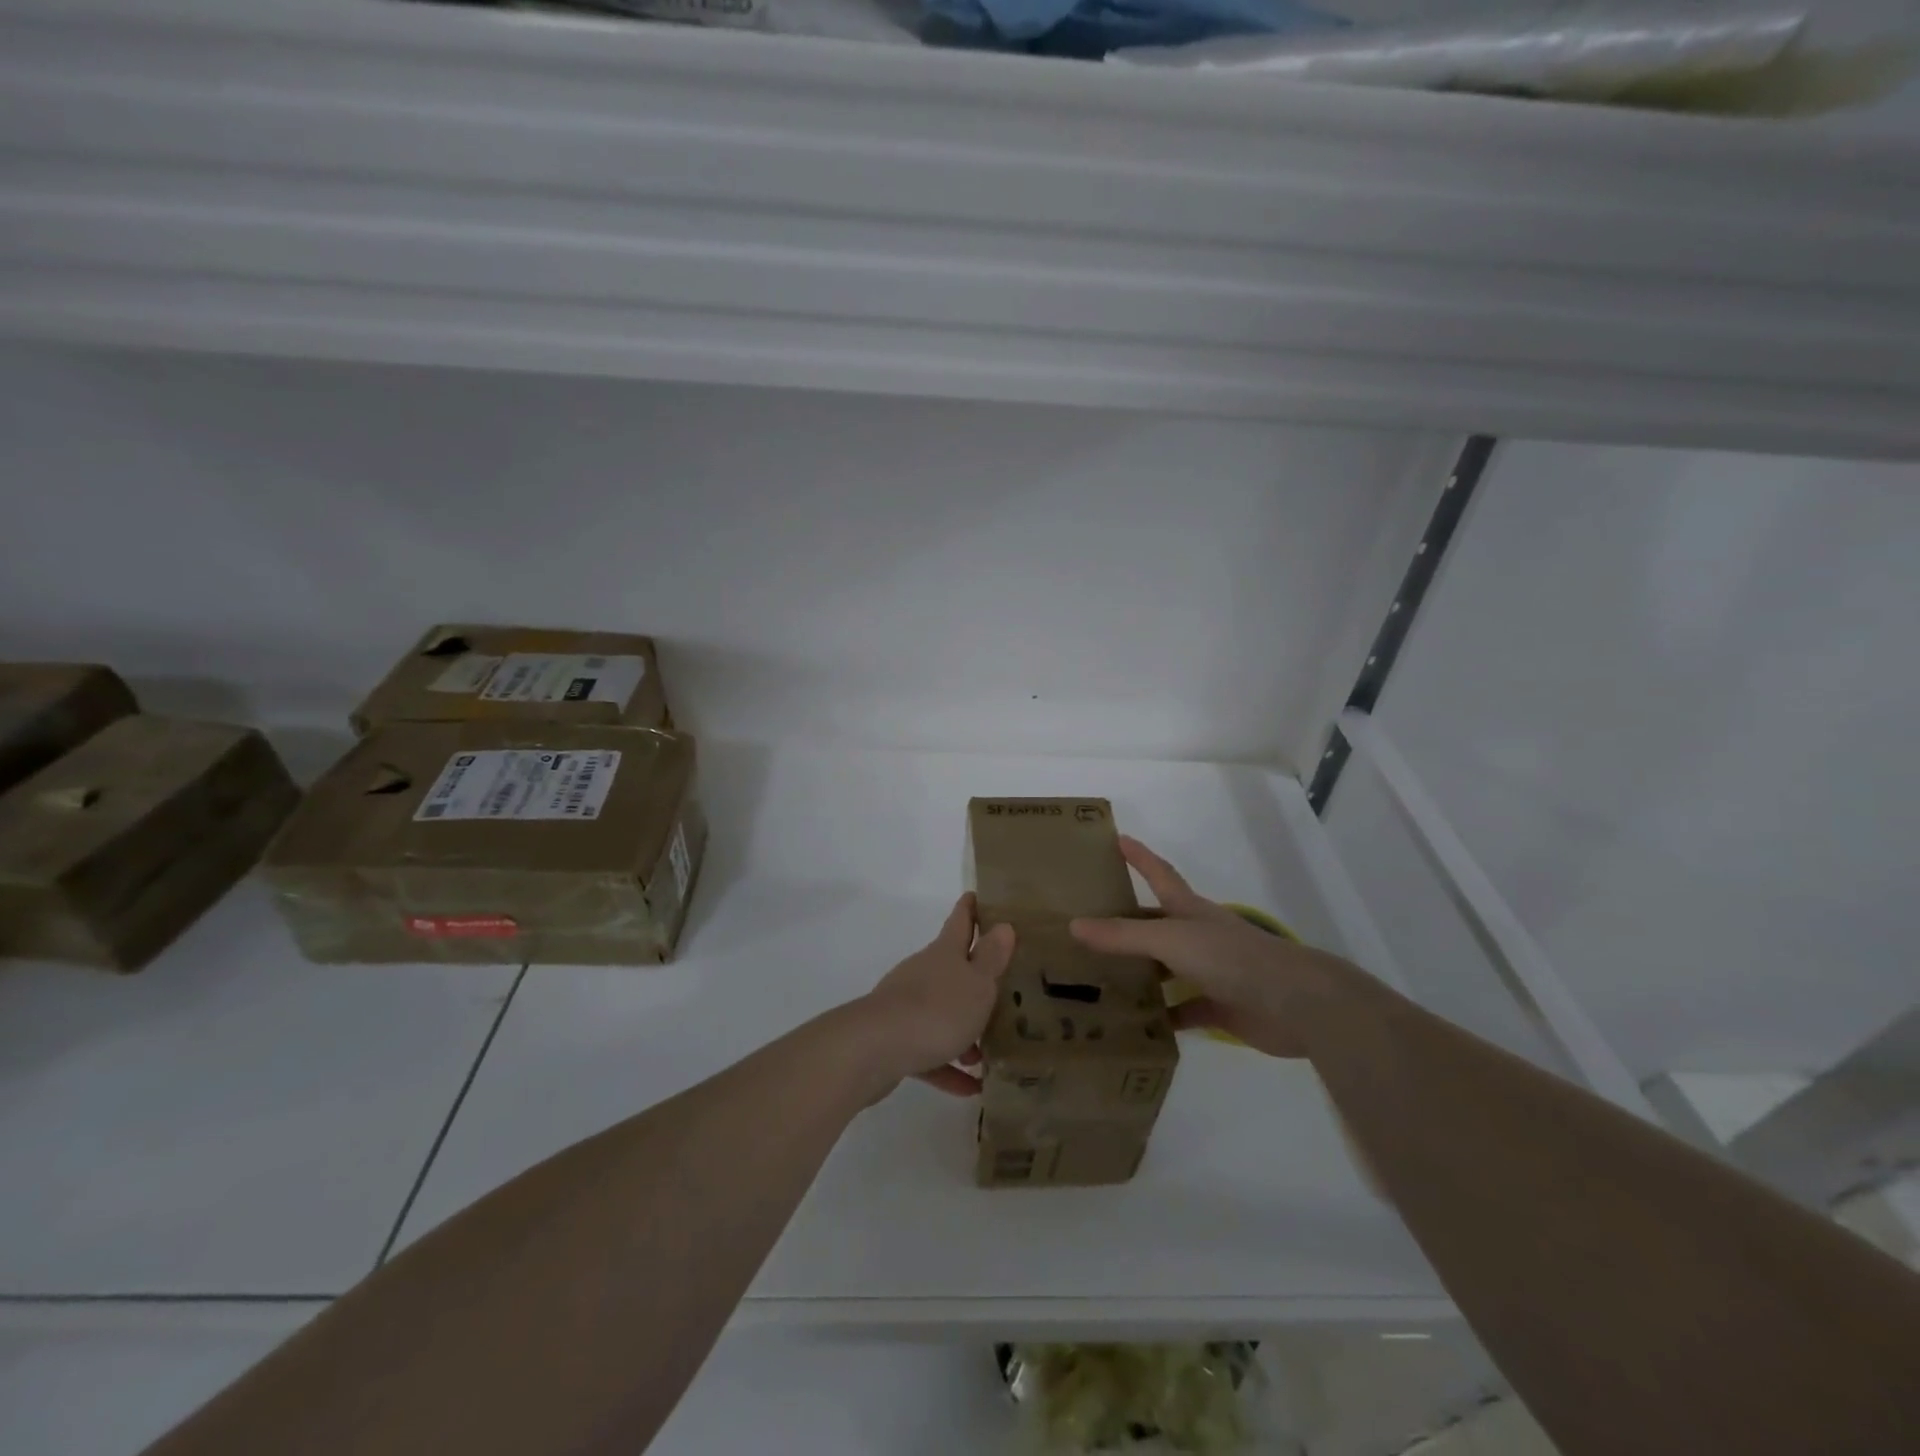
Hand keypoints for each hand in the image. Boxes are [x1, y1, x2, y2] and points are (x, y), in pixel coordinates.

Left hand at [856, 893, 1014, 1096]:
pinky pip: (930, 1052)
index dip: (970, 908)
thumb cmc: (936, 1010)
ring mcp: (906, 1006)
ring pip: (942, 1012)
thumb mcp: (976, 985)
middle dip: (974, 976)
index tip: (976, 894)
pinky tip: (970, 1088)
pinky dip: (948, 1067)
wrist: (874, 1048)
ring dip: (964, 1030)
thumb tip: (1003, 925)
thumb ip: (991, 959)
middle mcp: (924, 973)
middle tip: (1002, 986)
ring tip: (989, 1051)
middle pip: (951, 968)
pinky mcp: (896, 1040)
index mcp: (944, 954)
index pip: (960, 922)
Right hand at [1070, 837, 1364, 1058]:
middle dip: (1125, 922)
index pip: (1158, 874)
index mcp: (1188, 910)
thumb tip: (1074, 925)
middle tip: (1084, 925)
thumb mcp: (1171, 940)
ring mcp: (1210, 972)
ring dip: (1139, 972)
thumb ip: (1124, 936)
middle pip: (1155, 924)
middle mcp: (1197, 936)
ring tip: (1097, 978)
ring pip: (1165, 969)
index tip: (1116, 838)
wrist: (1294, 1003)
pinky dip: (1162, 1017)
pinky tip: (1137, 1025)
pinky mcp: (1220, 1006)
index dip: (1138, 856)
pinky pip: (1182, 1010)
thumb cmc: (1230, 958)